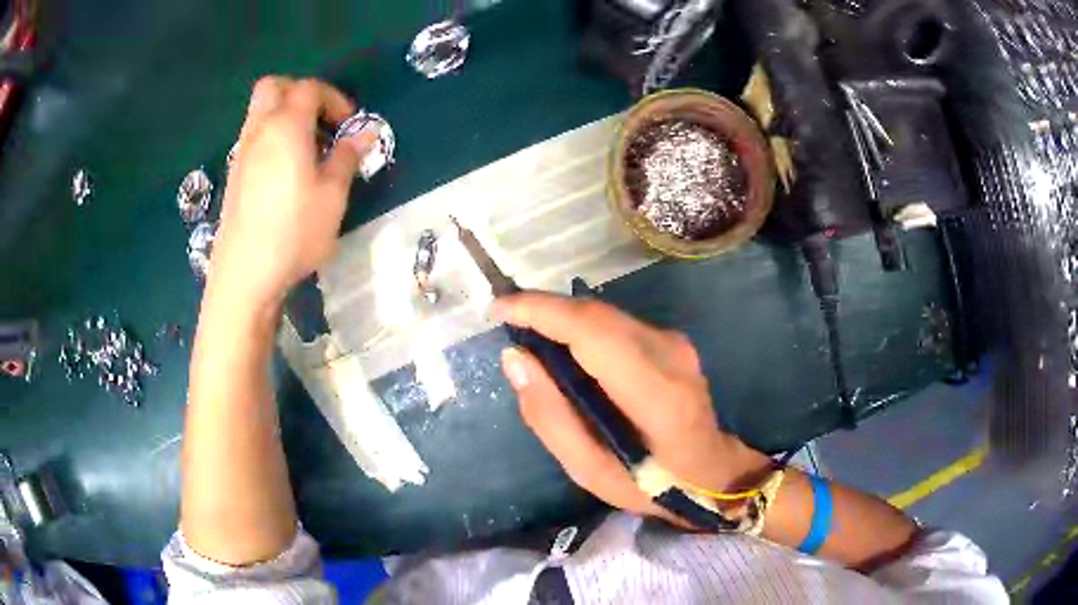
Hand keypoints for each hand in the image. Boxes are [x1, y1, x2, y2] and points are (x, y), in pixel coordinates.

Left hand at [209, 77, 368, 309]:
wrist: (244, 275)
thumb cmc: (293, 232)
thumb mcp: (333, 196)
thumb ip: (347, 157)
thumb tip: (364, 134)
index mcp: (286, 126)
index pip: (310, 88)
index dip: (334, 98)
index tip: (349, 125)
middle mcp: (259, 131)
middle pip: (273, 87)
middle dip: (299, 93)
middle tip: (319, 120)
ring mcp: (241, 153)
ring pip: (260, 112)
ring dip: (284, 116)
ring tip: (306, 149)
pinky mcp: (233, 176)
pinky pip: (253, 138)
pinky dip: (271, 138)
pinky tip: (284, 173)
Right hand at [495, 293, 770, 525]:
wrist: (713, 471)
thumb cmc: (652, 484)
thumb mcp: (591, 472)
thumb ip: (551, 418)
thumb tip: (515, 359)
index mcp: (656, 395)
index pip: (593, 332)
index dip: (542, 312)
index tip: (498, 310)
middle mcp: (670, 355)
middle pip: (596, 314)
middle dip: (544, 310)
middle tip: (505, 322)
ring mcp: (675, 343)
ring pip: (605, 314)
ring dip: (563, 318)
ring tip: (528, 336)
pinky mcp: (672, 340)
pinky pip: (617, 323)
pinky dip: (582, 328)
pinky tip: (565, 349)